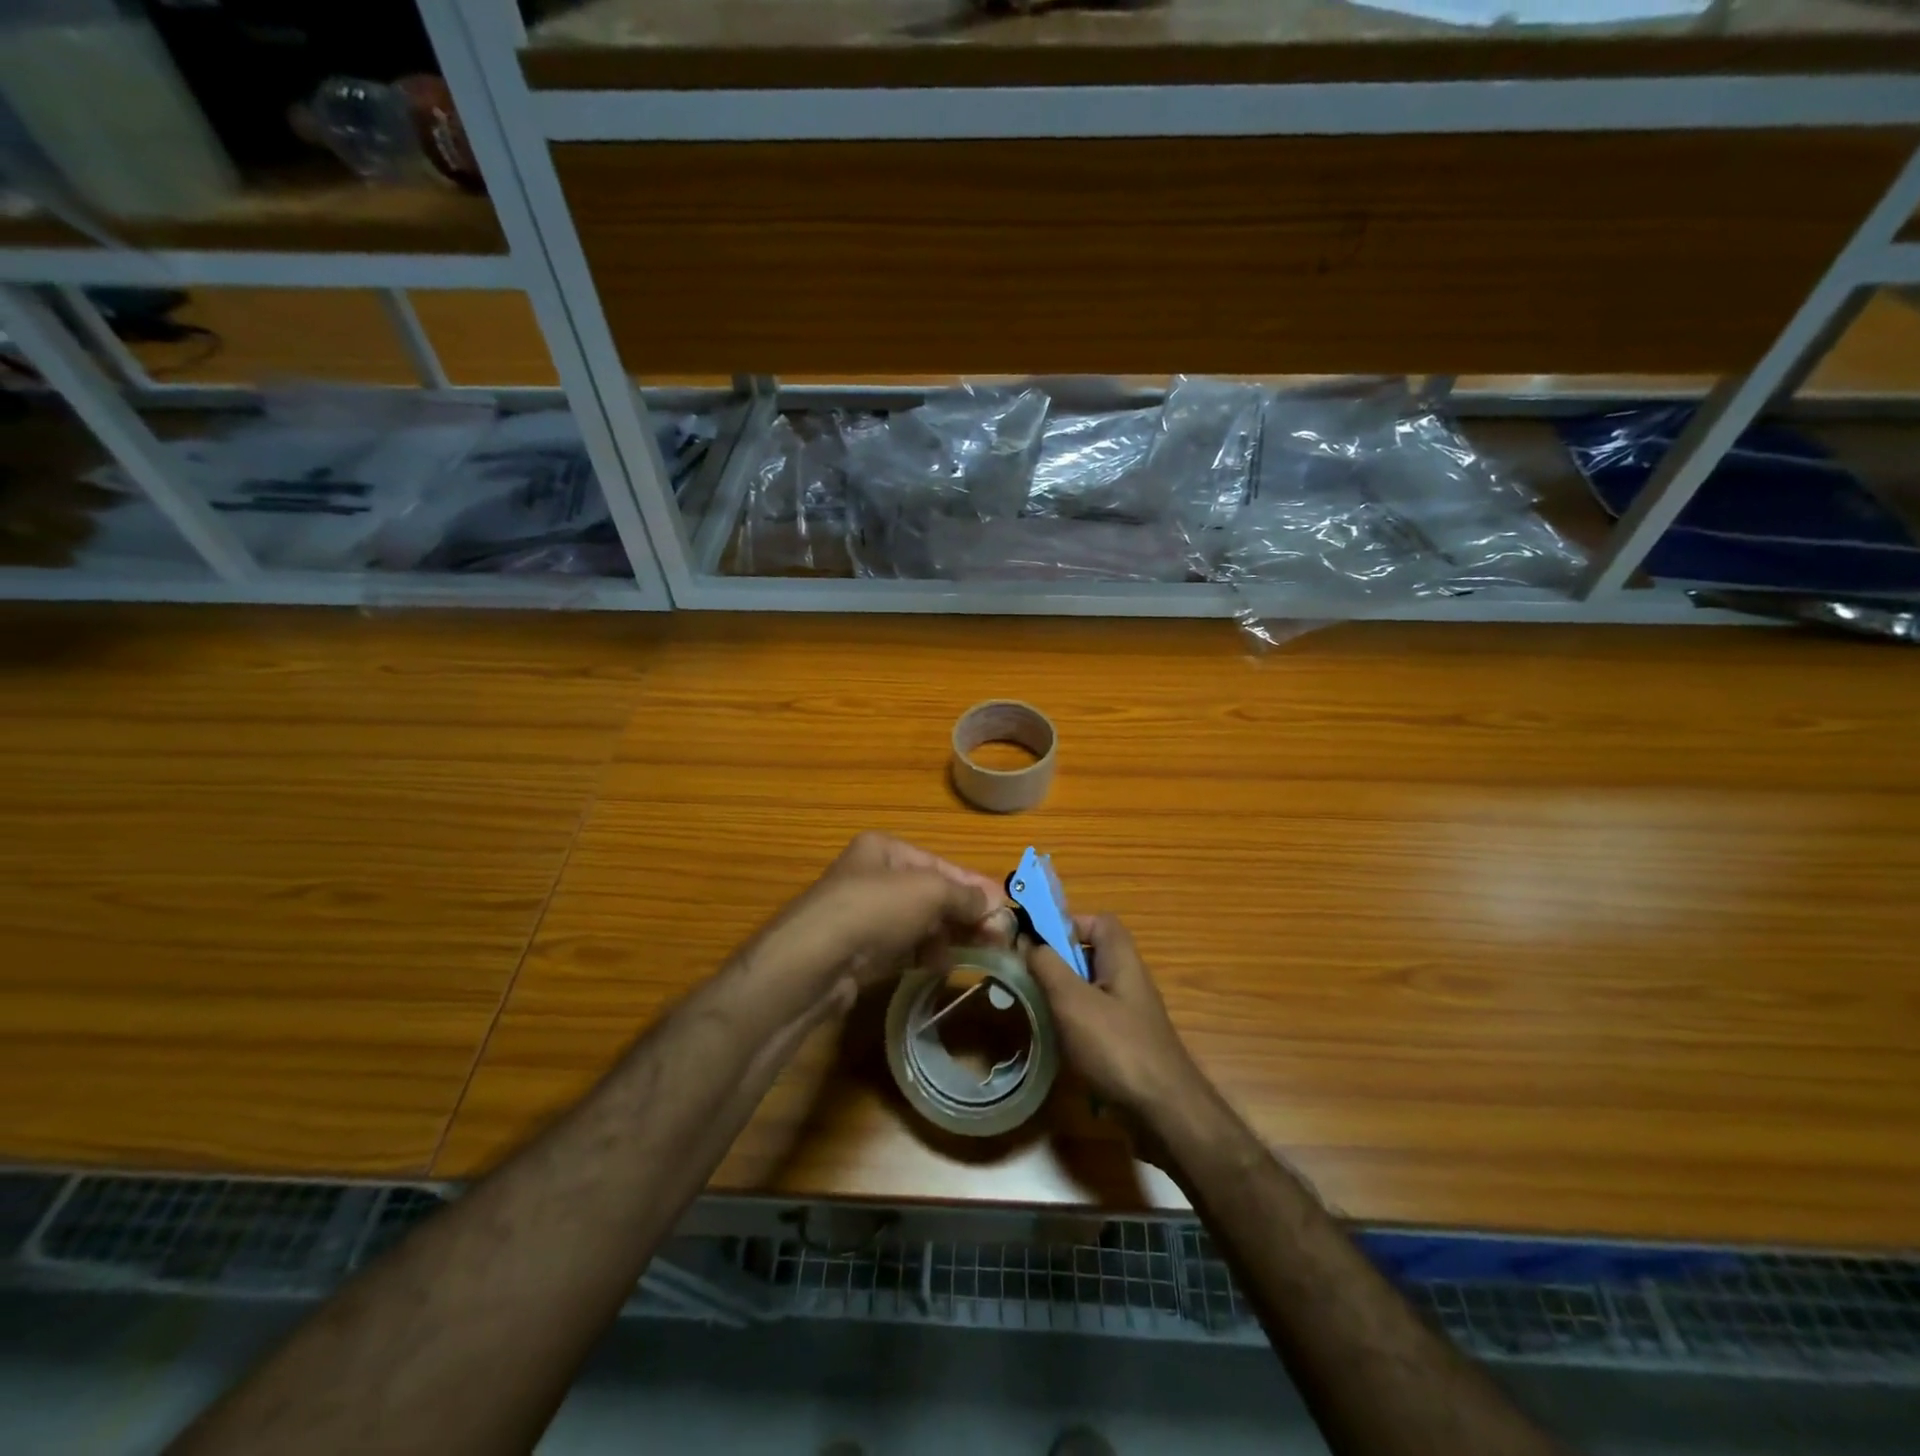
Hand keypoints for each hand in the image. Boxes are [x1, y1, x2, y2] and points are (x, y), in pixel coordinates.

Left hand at [736, 833, 1012, 1014]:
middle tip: (1000, 937)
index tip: (1006, 909)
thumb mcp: (928, 891)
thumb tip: (994, 904)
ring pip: (919, 922)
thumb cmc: (874, 910)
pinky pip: (903, 947)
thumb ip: (965, 896)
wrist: (812, 962)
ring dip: (950, 935)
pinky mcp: (860, 950)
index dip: (976, 887)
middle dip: (967, 914)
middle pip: (932, 894)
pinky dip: (926, 953)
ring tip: (980, 953)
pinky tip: (944, 964)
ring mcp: (864, 915)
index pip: (942, 865)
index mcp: (885, 849)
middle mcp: (873, 876)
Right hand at [1026, 914, 1207, 1119]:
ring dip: (1061, 995)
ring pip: (1089, 990)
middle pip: (1091, 955)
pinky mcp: (1126, 1045)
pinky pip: (1094, 1021)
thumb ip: (1047, 965)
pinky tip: (1054, 1043)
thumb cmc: (1117, 1047)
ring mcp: (1130, 1015)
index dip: (1067, 923)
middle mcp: (1129, 981)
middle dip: (1057, 962)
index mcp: (1122, 960)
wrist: (1165, 1115)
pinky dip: (1072, 1026)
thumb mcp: (1072, 1000)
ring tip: (1033, 1008)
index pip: (1098, 921)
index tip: (1035, 942)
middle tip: (1026, 976)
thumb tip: (1027, 940)